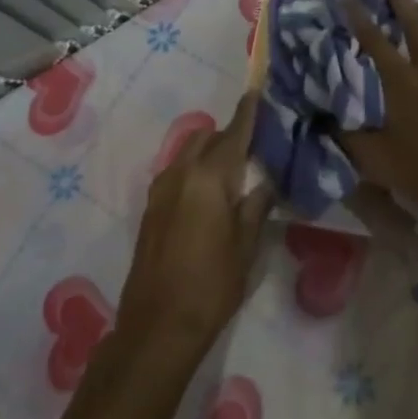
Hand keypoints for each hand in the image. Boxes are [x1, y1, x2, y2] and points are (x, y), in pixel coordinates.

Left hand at [115, 92, 273, 362]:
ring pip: (188, 152)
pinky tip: (210, 193)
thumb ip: (257, 205)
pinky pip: (177, 172)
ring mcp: (160, 190)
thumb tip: (266, 181)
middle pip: (206, 137)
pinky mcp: (151, 208)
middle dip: (228, 133)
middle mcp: (180, 174)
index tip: (257, 92)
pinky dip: (195, 169)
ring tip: (234, 170)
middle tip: (255, 145)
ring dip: (210, 151)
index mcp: (208, 178)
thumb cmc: (212, 285)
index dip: (247, 113)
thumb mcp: (246, 245)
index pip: (233, 134)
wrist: (158, 326)